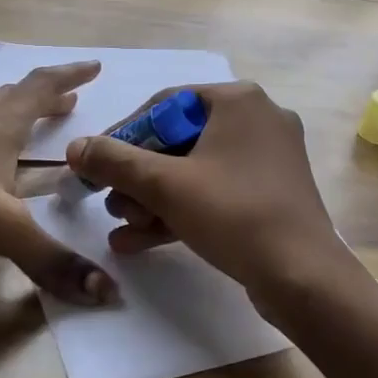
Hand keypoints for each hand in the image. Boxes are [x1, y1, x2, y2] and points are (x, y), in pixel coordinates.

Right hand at [64, 81, 355, 317]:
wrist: (303, 277)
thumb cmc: (234, 214)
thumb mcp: (166, 186)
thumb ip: (115, 162)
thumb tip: (75, 146)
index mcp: (238, 101)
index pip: (164, 105)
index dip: (123, 135)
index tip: (96, 164)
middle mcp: (257, 119)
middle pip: (179, 140)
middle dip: (139, 178)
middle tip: (111, 204)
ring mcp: (268, 158)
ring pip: (195, 171)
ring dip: (154, 199)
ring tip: (123, 228)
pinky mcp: (271, 193)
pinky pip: (216, 192)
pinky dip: (182, 211)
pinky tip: (141, 242)